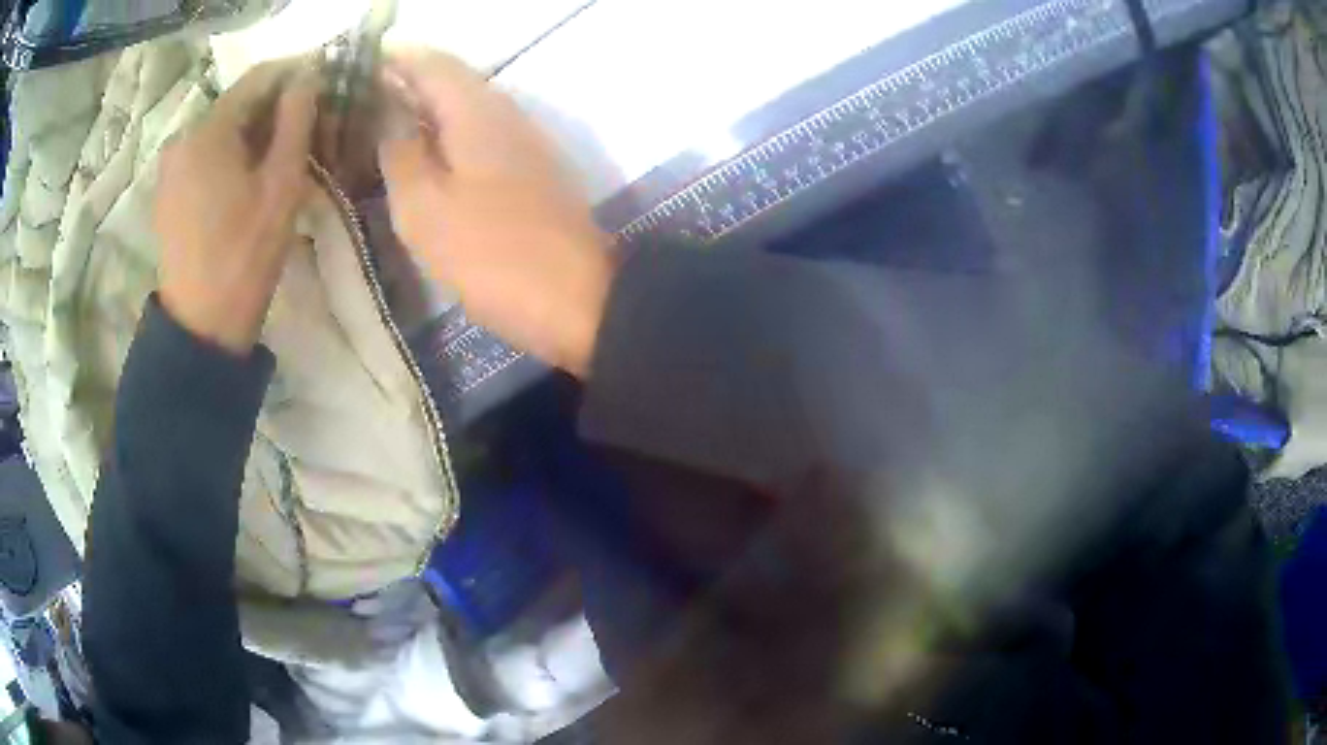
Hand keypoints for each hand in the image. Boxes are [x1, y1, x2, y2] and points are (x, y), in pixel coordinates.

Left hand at [155, 61, 317, 355]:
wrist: (201, 326)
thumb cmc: (245, 254)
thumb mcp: (282, 183)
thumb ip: (296, 120)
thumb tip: (308, 76)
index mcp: (208, 129)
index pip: (259, 78)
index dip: (294, 75)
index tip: (323, 85)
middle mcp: (183, 137)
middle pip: (237, 105)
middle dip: (272, 111)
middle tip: (305, 131)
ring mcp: (170, 166)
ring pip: (221, 131)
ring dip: (251, 136)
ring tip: (277, 161)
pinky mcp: (167, 192)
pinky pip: (204, 156)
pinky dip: (229, 157)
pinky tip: (246, 182)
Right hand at [378, 50, 612, 376]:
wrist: (579, 301)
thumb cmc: (493, 255)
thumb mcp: (426, 211)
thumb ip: (402, 159)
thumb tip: (392, 125)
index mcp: (478, 113)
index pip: (434, 65)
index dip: (398, 58)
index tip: (363, 63)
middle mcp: (507, 116)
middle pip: (454, 82)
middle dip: (411, 81)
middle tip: (366, 93)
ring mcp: (525, 145)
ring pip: (468, 110)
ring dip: (430, 108)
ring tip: (388, 119)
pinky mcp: (532, 175)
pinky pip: (482, 137)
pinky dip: (450, 136)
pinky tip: (430, 156)